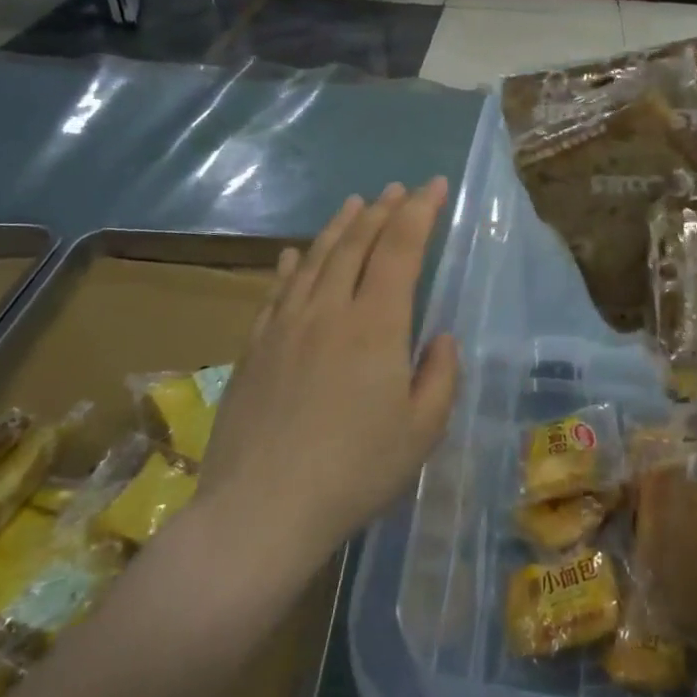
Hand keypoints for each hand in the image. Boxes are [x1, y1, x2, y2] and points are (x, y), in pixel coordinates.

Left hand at [197, 180, 458, 561]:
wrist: (261, 511)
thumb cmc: (354, 472)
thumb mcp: (421, 432)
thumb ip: (440, 376)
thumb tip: (441, 338)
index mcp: (376, 325)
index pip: (401, 249)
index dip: (421, 212)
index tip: (435, 186)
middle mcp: (329, 310)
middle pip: (357, 244)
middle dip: (383, 210)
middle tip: (399, 189)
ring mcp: (286, 325)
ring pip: (315, 259)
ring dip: (340, 227)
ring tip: (355, 203)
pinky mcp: (255, 347)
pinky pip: (276, 291)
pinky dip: (290, 267)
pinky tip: (291, 256)